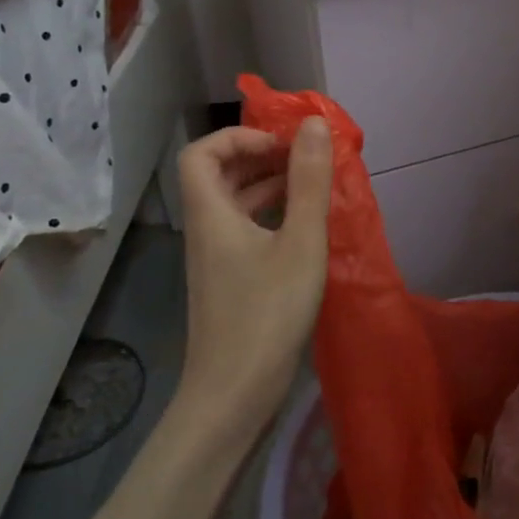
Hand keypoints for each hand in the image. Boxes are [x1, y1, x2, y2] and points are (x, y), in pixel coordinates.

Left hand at [176, 118, 332, 434]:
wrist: (234, 393)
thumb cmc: (268, 313)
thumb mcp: (300, 242)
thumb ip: (309, 182)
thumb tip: (315, 125)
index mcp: (211, 214)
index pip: (203, 153)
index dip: (240, 138)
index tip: (284, 145)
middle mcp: (206, 230)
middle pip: (219, 175)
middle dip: (261, 158)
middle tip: (307, 160)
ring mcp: (216, 258)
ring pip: (235, 204)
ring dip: (270, 186)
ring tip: (314, 187)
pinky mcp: (230, 281)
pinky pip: (246, 230)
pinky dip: (273, 216)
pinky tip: (306, 228)